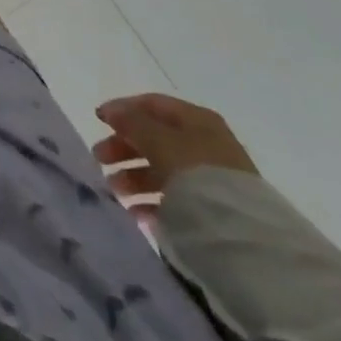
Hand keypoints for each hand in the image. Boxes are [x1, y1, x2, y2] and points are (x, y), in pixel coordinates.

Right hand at [93, 93, 257, 221]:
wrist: (243, 236)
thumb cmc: (196, 174)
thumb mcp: (158, 140)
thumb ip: (131, 122)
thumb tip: (110, 110)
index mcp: (197, 120)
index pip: (152, 104)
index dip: (122, 109)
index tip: (97, 122)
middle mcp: (205, 144)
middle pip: (155, 138)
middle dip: (124, 148)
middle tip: (99, 160)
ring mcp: (211, 178)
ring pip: (163, 170)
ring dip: (134, 177)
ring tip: (114, 190)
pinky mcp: (212, 210)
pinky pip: (175, 199)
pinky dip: (152, 202)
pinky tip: (136, 212)